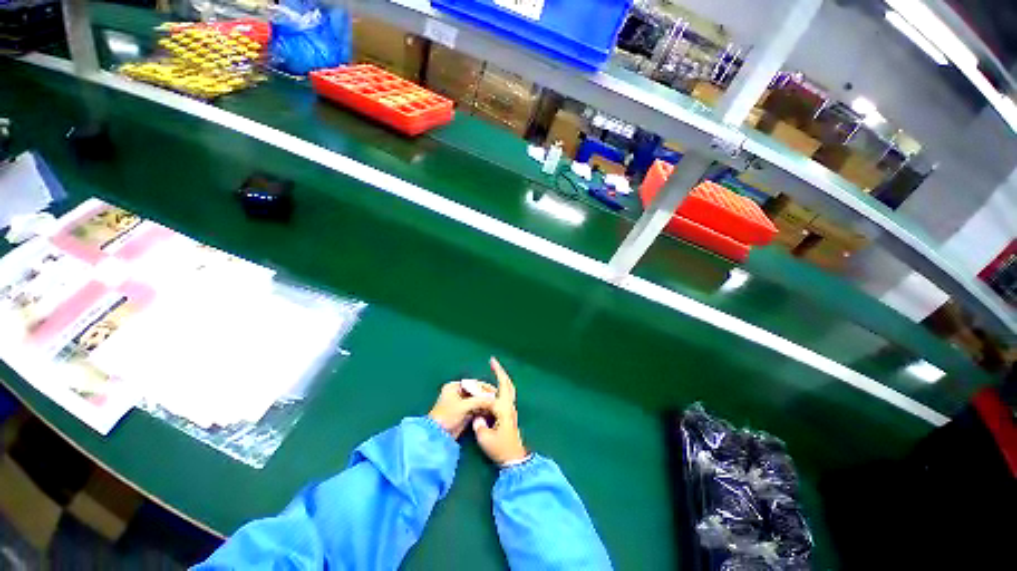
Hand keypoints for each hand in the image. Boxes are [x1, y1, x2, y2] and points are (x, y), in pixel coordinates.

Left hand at [428, 380, 496, 438]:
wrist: (437, 436)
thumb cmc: (446, 416)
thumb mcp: (463, 406)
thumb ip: (479, 401)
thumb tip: (494, 399)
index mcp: (454, 386)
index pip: (473, 384)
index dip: (485, 388)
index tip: (495, 391)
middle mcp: (457, 393)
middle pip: (476, 392)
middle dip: (486, 396)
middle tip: (498, 399)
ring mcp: (460, 404)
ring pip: (476, 401)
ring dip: (485, 404)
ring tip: (496, 406)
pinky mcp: (463, 413)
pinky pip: (475, 409)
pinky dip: (482, 410)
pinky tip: (491, 412)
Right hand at [472, 357, 528, 464]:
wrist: (514, 458)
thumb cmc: (500, 448)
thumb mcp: (485, 439)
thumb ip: (479, 424)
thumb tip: (477, 416)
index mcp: (503, 409)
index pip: (492, 393)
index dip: (481, 388)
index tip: (473, 381)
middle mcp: (509, 405)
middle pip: (506, 383)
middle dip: (500, 371)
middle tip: (493, 361)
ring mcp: (511, 408)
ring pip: (508, 387)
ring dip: (502, 377)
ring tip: (494, 369)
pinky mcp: (510, 413)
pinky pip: (506, 393)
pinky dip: (502, 385)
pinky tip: (496, 386)